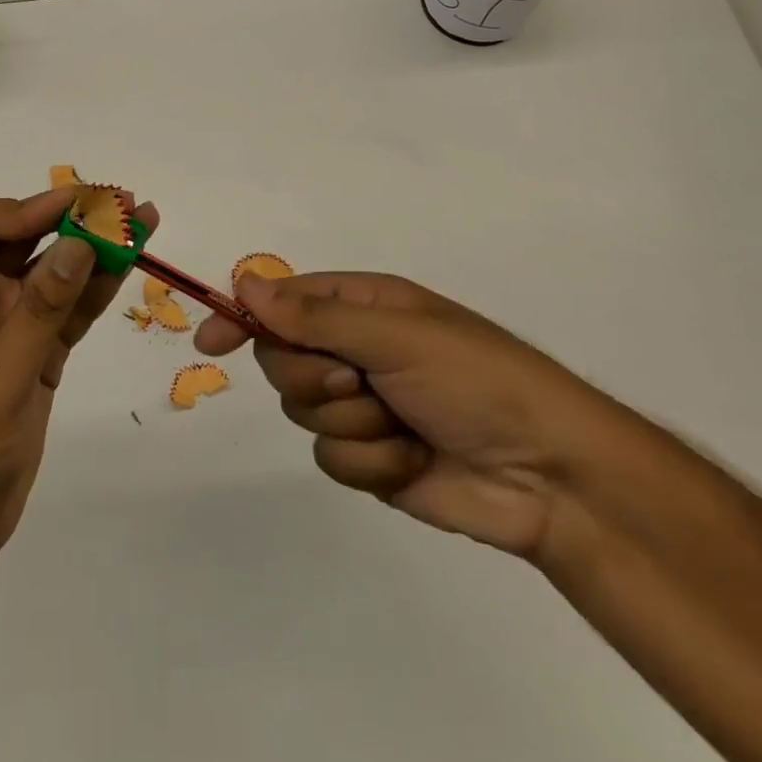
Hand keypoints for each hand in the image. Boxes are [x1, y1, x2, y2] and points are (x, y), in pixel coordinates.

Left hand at [0, 188, 158, 559]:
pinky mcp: (38, 351)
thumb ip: (42, 306)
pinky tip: (129, 264)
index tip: (76, 207)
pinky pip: (69, 308)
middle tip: (121, 203)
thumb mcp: (0, 371)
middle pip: (24, 239)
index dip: (27, 208)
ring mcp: (10, 324)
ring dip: (94, 248)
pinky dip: (97, 288)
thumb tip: (80, 243)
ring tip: (141, 221)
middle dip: (70, 219)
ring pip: (54, 271)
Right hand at [193, 272, 629, 560]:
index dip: (244, 317)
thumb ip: (313, 317)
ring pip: (303, 411)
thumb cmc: (476, 380)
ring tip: (401, 424)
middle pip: (283, 359)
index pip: (282, 301)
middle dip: (314, 378)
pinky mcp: (371, 458)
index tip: (211, 341)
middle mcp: (355, 349)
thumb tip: (245, 284)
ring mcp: (362, 405)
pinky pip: (331, 457)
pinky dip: (370, 462)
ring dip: (351, 422)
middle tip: (358, 383)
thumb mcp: (395, 335)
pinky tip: (411, 460)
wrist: (551, 477)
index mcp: (361, 306)